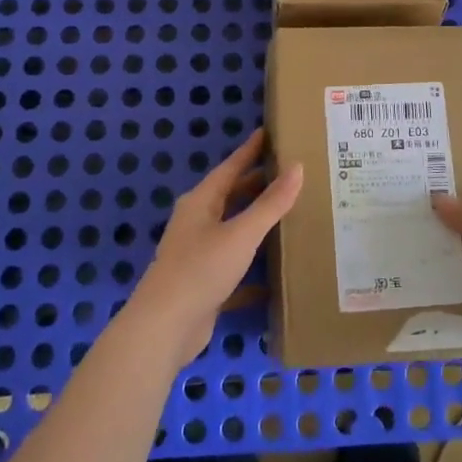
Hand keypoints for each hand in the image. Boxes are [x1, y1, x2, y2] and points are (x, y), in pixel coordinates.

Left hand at [127, 129, 303, 363]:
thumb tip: (297, 167)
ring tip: (290, 215)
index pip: (230, 168)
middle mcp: (197, 223)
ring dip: (257, 224)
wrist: (164, 328)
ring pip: (233, 231)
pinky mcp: (204, 284)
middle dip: (257, 185)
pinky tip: (277, 273)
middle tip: (289, 173)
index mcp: (200, 202)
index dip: (250, 151)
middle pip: (231, 197)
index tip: (268, 134)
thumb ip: (271, 203)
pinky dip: (254, 266)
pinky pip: (235, 266)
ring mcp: (198, 254)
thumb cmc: (201, 269)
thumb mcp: (241, 234)